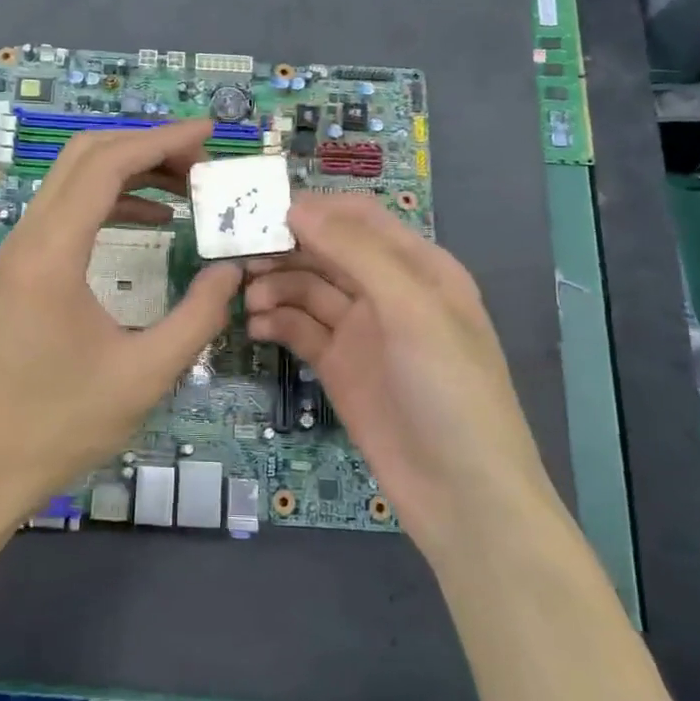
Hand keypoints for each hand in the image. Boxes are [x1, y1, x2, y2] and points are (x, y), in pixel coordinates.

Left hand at [0, 119, 241, 527]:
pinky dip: (110, 202)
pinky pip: (67, 214)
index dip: (160, 141)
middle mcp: (28, 239)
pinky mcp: (21, 272)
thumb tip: (233, 270)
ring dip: (128, 172)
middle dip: (146, 147)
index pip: (106, 166)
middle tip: (201, 162)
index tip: (209, 137)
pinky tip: (152, 220)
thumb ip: (199, 316)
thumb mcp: (146, 374)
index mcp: (53, 255)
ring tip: (186, 187)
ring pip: (73, 181)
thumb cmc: (63, 423)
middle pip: (84, 157)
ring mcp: (19, 254)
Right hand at [243, 194, 549, 558]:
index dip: (313, 208)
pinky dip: (277, 322)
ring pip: (308, 290)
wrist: (461, 493)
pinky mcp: (339, 367)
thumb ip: (355, 253)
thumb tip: (295, 207)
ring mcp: (361, 331)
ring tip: (248, 299)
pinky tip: (256, 327)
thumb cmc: (449, 389)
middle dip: (285, 248)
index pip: (358, 217)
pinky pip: (300, 330)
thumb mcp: (412, 309)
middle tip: (238, 254)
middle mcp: (387, 291)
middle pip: (326, 251)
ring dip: (276, 286)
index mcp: (418, 266)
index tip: (260, 209)